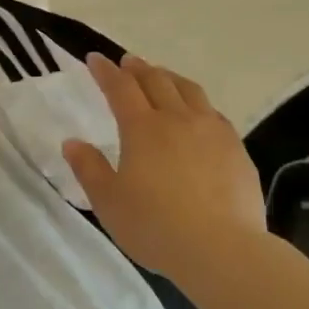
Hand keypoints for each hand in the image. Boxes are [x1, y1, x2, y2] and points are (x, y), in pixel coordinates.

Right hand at [63, 53, 268, 284]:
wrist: (221, 249)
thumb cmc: (155, 226)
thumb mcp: (109, 202)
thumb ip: (88, 168)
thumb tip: (72, 143)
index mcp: (143, 129)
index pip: (120, 88)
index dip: (106, 71)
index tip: (95, 59)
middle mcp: (178, 119)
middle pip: (157, 81)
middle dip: (138, 68)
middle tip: (127, 62)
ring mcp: (212, 131)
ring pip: (190, 91)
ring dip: (170, 78)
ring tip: (162, 76)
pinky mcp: (236, 149)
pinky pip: (214, 113)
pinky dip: (198, 103)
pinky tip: (198, 114)